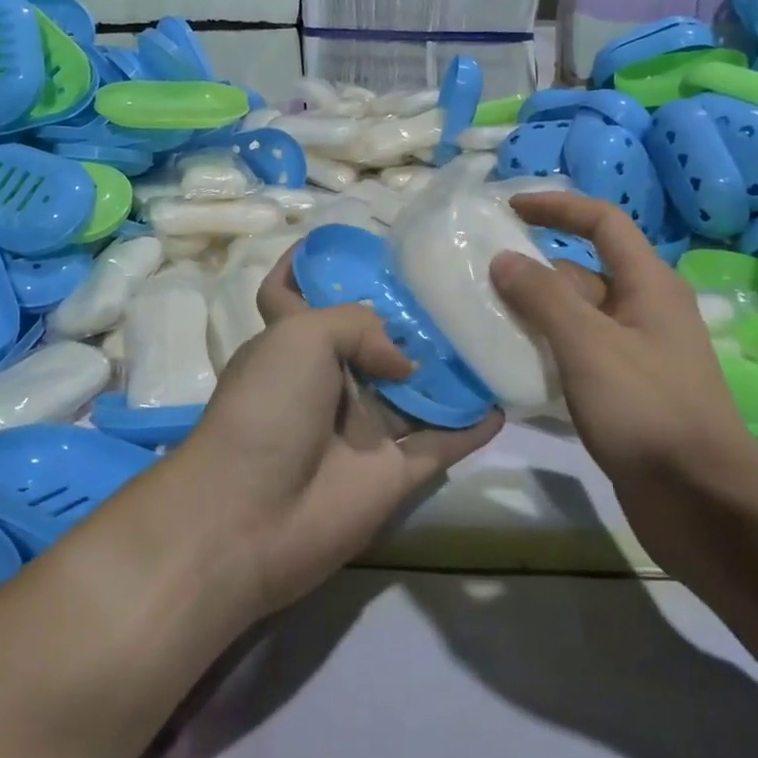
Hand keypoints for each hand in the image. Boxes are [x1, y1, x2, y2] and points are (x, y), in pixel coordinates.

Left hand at [174, 256, 500, 617]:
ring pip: (414, 390)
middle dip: (405, 315)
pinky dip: (470, 426)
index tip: (345, 241)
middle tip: (454, 283)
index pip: (290, 293)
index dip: (306, 266)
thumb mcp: (300, 336)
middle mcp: (328, 381)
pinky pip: (441, 442)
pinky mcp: (393, 472)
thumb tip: (404, 363)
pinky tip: (504, 402)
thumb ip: (358, 324)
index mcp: (291, 343)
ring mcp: (363, 429)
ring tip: (490, 329)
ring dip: (447, 369)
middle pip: (370, 341)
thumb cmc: (267, 408)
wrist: (253, 515)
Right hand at [489, 192, 757, 489]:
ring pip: (577, 317)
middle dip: (534, 269)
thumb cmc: (647, 409)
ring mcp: (636, 353)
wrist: (700, 501)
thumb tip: (504, 258)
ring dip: (535, 313)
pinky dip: (546, 349)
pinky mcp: (625, 390)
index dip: (558, 207)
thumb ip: (543, 297)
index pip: (603, 222)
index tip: (509, 209)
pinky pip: (578, 354)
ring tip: (482, 316)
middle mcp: (645, 310)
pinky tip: (511, 362)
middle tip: (480, 275)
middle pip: (584, 272)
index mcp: (649, 285)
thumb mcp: (588, 344)